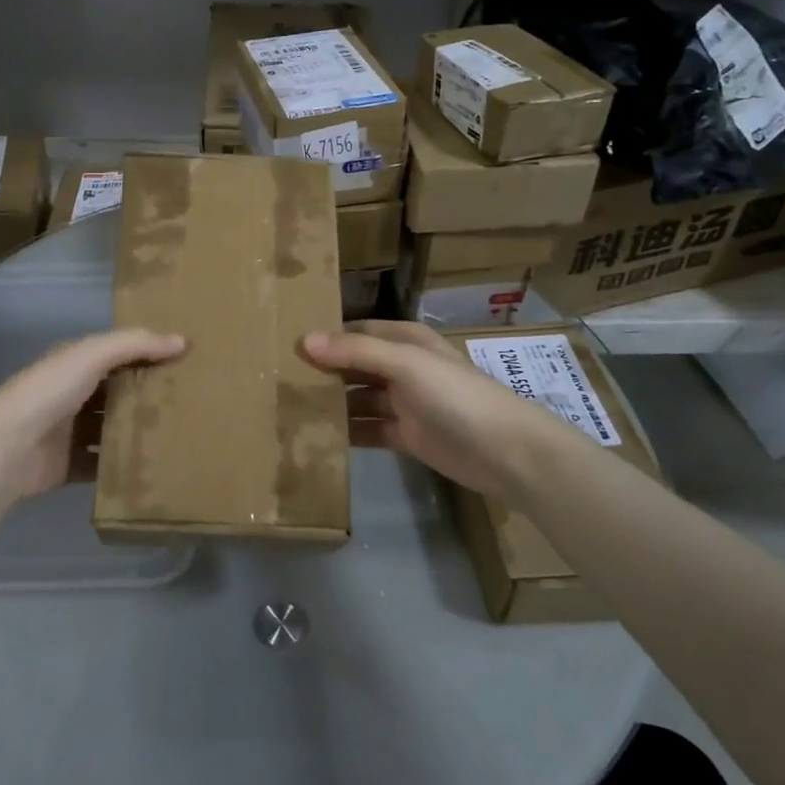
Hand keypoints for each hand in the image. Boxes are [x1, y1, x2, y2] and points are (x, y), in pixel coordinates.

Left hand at [0, 328, 185, 504]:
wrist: (7, 449)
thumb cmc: (49, 391)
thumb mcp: (92, 355)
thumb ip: (135, 344)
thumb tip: (182, 340)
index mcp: (75, 363)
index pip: (118, 354)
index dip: (148, 354)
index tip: (186, 361)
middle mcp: (72, 394)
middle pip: (118, 392)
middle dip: (148, 395)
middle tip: (192, 400)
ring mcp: (71, 432)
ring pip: (113, 429)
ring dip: (139, 431)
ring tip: (181, 434)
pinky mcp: (70, 465)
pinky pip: (104, 465)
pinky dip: (124, 466)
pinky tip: (155, 466)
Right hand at [302, 320, 577, 497]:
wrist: (507, 452)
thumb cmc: (456, 396)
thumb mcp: (406, 364)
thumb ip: (355, 353)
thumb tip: (304, 340)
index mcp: (405, 340)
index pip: (355, 332)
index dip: (325, 337)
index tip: (286, 345)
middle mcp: (402, 367)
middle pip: (354, 365)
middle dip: (322, 371)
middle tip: (277, 379)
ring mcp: (404, 403)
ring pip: (357, 398)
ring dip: (331, 402)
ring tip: (288, 408)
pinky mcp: (405, 436)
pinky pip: (368, 430)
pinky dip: (346, 432)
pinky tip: (317, 436)